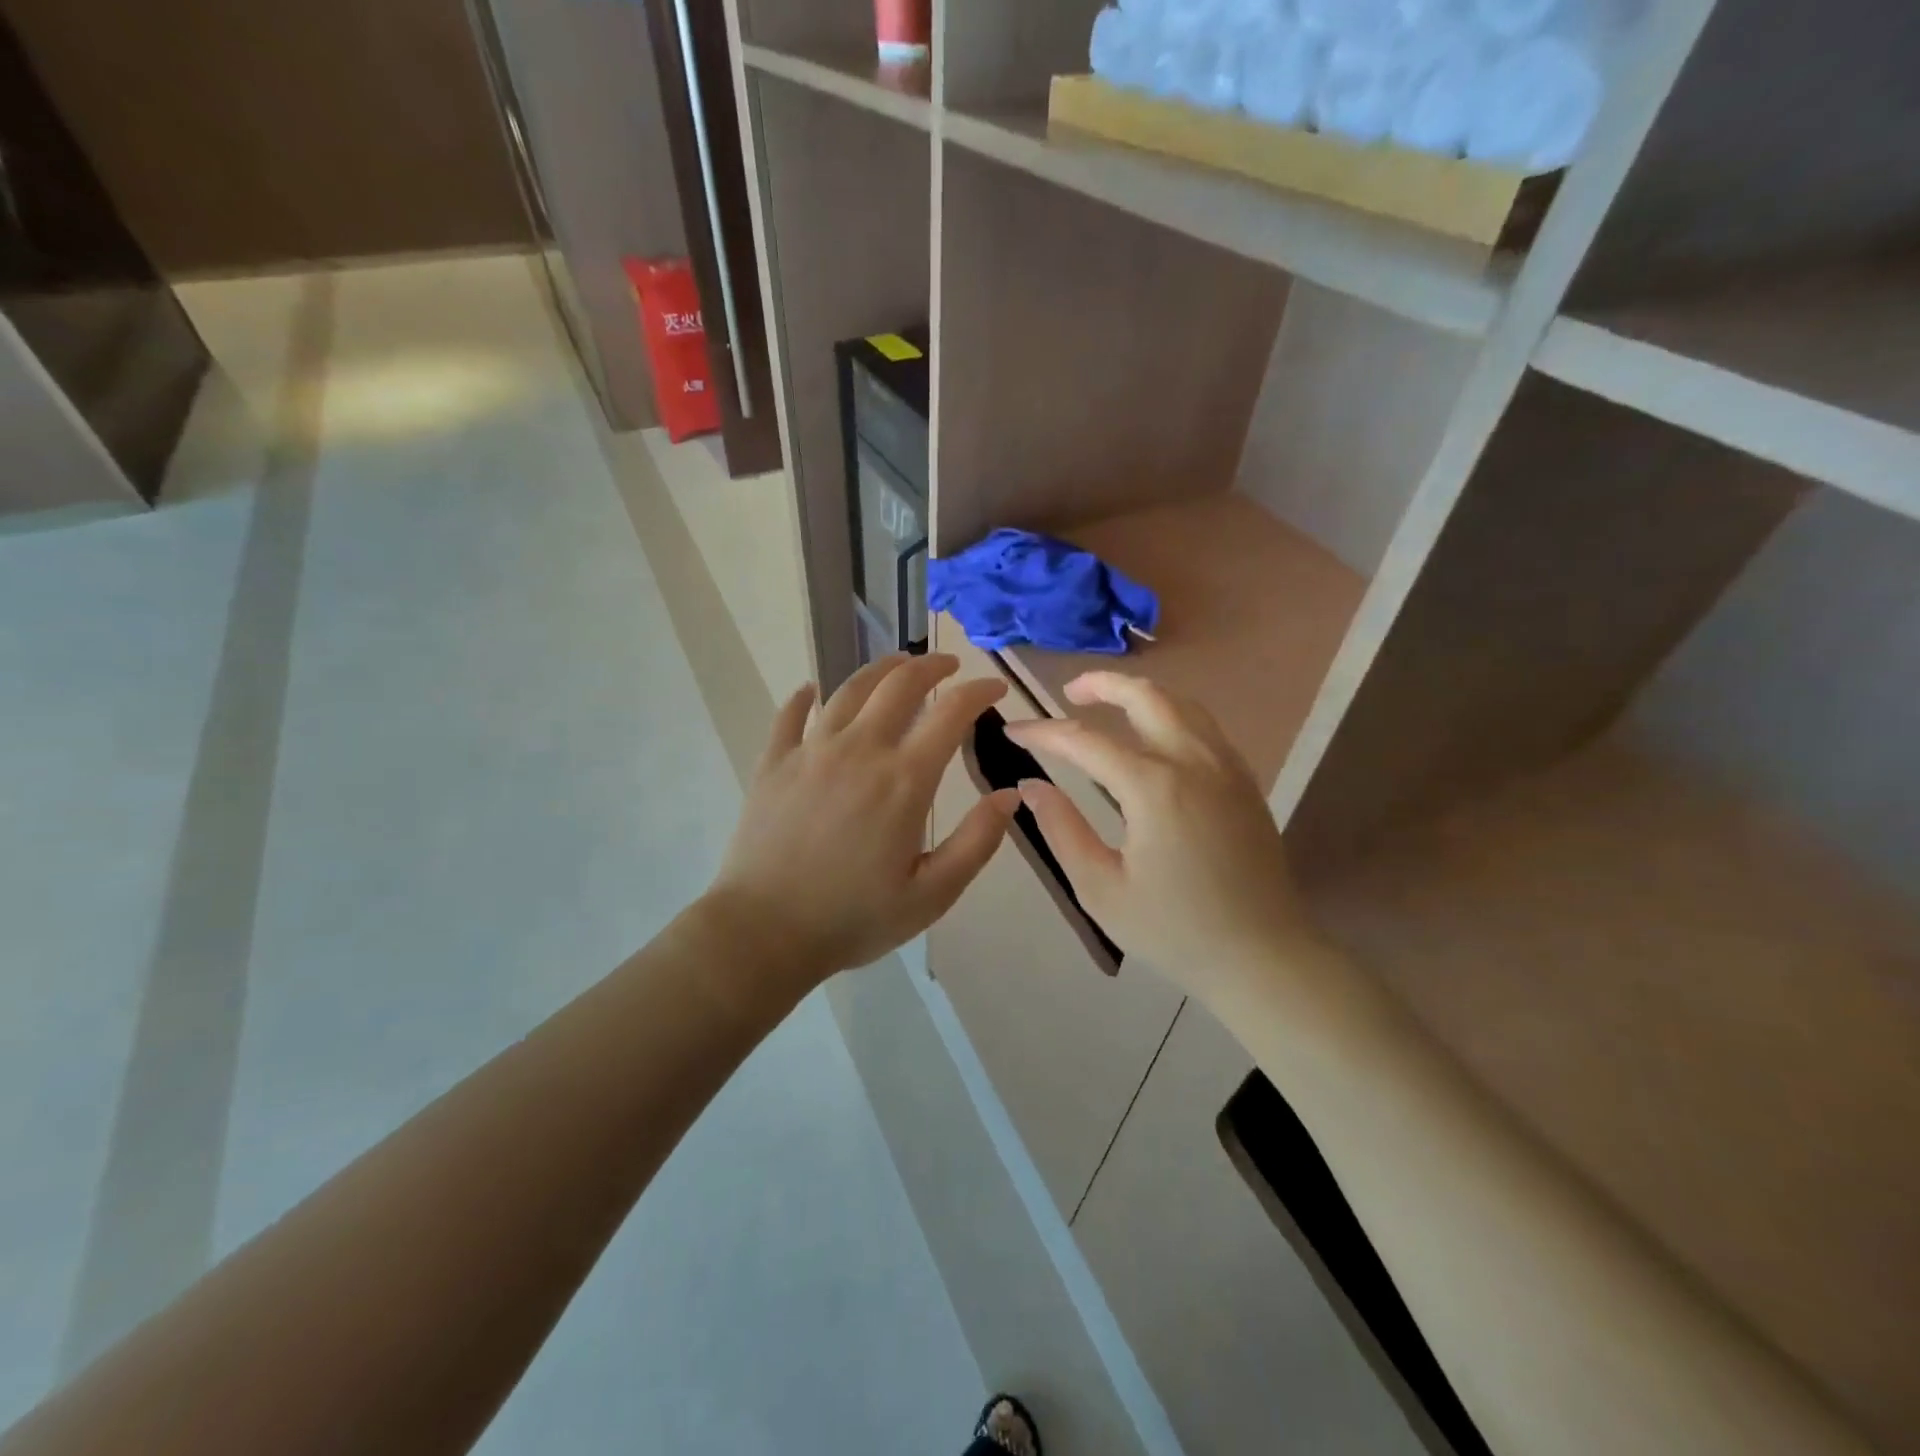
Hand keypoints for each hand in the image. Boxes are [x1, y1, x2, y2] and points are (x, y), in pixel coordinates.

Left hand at [708, 654, 1018, 987]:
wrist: (763, 932)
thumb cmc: (853, 918)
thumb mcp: (932, 894)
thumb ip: (977, 842)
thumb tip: (1011, 795)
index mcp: (904, 780)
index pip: (950, 713)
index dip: (978, 692)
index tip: (994, 688)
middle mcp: (859, 750)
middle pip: (899, 684)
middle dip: (931, 666)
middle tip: (948, 665)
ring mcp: (811, 751)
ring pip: (848, 689)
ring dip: (879, 669)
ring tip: (897, 664)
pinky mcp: (773, 763)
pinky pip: (790, 716)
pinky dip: (804, 697)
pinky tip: (810, 691)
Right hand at [1005, 673, 1318, 1009]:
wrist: (1263, 957)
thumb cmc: (1174, 930)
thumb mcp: (1101, 888)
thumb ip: (1062, 829)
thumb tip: (1031, 785)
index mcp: (1154, 787)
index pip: (1085, 740)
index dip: (1044, 733)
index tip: (1012, 731)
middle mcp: (1194, 761)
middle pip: (1146, 696)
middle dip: (1102, 684)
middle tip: (1069, 693)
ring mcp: (1227, 768)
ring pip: (1182, 704)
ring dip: (1140, 695)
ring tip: (1109, 705)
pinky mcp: (1244, 782)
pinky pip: (1204, 727)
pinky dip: (1171, 714)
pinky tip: (1154, 737)